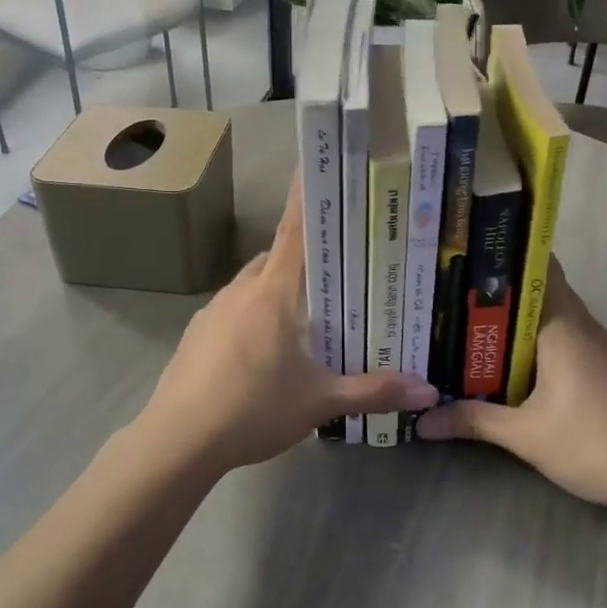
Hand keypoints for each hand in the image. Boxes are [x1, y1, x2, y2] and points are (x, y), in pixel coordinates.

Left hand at [131, 178, 437, 475]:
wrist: (178, 440)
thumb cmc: (254, 409)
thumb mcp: (319, 402)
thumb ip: (373, 391)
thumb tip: (428, 389)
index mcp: (273, 293)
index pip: (294, 231)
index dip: (306, 198)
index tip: (315, 167)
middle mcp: (241, 291)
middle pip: (275, 258)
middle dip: (302, 259)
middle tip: (335, 275)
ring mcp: (213, 310)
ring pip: (252, 285)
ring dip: (276, 291)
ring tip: (303, 320)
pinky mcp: (196, 334)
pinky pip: (232, 310)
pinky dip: (251, 316)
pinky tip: (262, 353)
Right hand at [417, 260, 606, 514]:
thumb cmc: (592, 443)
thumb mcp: (525, 435)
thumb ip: (473, 421)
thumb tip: (422, 421)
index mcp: (563, 326)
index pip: (538, 269)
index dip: (504, 256)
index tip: (465, 252)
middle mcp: (580, 326)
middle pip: (537, 290)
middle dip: (497, 288)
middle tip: (450, 287)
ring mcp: (593, 346)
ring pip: (547, 316)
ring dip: (512, 316)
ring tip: (465, 317)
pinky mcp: (598, 368)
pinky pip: (557, 337)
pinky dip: (528, 339)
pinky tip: (501, 356)